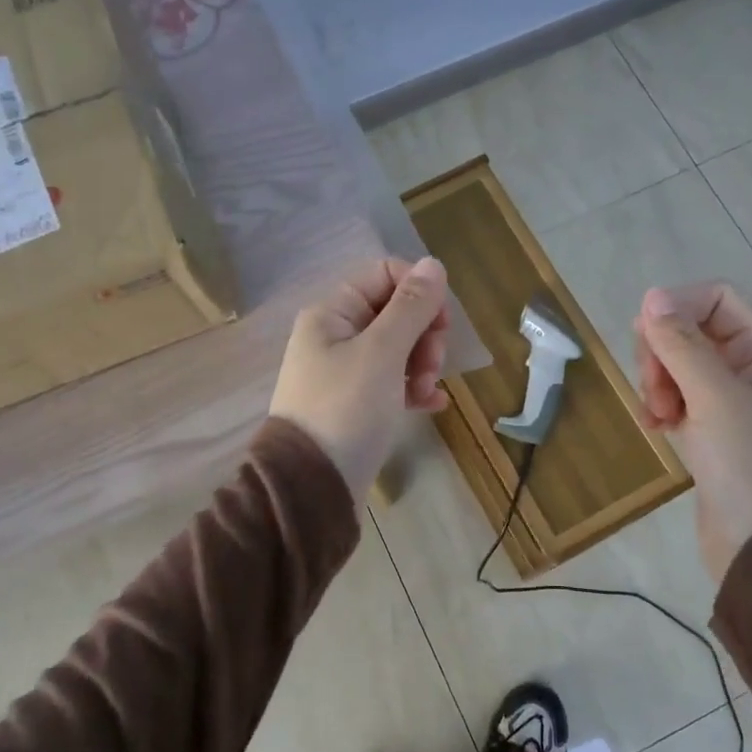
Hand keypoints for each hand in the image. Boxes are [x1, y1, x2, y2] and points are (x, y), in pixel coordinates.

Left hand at [270, 257, 450, 495]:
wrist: (311, 487)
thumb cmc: (346, 410)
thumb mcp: (382, 353)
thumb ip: (410, 307)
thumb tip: (433, 263)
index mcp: (333, 313)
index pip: (385, 275)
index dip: (419, 292)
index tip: (440, 324)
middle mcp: (335, 336)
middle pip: (395, 312)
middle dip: (423, 335)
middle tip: (430, 366)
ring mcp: (345, 372)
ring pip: (398, 349)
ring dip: (422, 365)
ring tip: (426, 393)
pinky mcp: (355, 404)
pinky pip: (393, 382)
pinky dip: (413, 388)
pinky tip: (432, 405)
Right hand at [634, 282, 751, 582]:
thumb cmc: (749, 462)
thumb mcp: (714, 396)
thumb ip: (681, 344)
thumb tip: (652, 296)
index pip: (716, 300)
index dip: (678, 307)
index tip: (645, 335)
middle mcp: (748, 370)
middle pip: (691, 332)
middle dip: (662, 353)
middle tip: (653, 387)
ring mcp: (728, 403)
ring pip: (678, 367)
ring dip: (657, 383)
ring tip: (657, 416)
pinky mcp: (711, 432)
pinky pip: (676, 399)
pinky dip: (660, 407)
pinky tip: (655, 428)